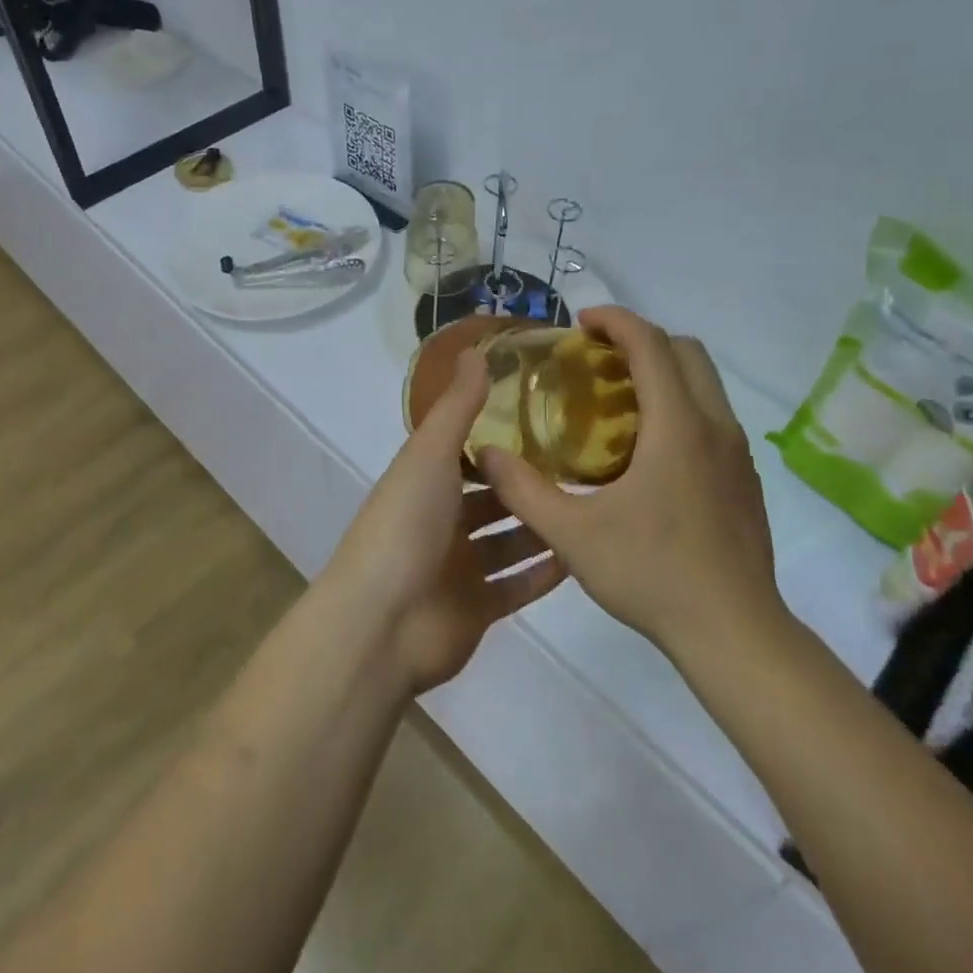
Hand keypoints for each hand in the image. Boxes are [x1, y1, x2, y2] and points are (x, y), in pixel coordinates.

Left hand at [322, 350, 566, 694]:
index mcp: (423, 481)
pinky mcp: (477, 608)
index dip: (499, 438)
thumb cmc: (406, 524)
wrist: (382, 621)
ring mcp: (458, 567)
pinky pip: (517, 585)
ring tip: (590, 505)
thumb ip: (457, 406)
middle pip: (490, 498)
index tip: (545, 419)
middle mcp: (439, 520)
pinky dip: (543, 572)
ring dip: (540, 527)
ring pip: (507, 541)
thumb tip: (475, 351)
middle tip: (583, 466)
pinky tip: (582, 553)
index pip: (464, 452)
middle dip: (527, 484)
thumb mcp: (430, 453)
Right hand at [479, 307, 787, 660]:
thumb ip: (522, 489)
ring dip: (664, 372)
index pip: (651, 344)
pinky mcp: (745, 480)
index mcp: (677, 426)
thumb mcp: (571, 534)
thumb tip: (484, 453)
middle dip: (642, 339)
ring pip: (705, 384)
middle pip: (687, 351)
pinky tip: (646, 452)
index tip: (581, 323)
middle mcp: (715, 427)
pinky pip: (713, 417)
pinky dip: (680, 405)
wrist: (735, 635)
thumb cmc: (652, 574)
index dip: (616, 320)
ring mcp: (737, 454)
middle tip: (597, 359)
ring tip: (616, 401)